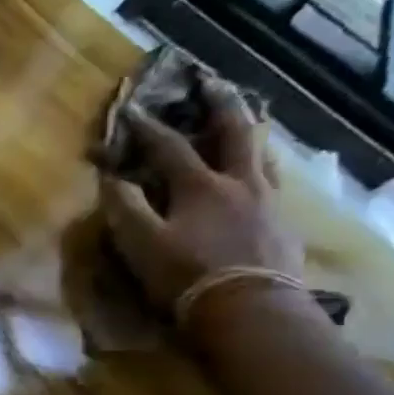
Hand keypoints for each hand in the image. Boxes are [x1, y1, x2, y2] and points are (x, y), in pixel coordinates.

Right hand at [99, 79, 302, 310]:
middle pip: (236, 133)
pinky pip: (275, 185)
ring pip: (263, 156)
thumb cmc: (187, 276)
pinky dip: (265, 170)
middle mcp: (240, 183)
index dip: (148, 128)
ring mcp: (269, 203)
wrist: (250, 310)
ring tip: (247, 123)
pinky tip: (263, 177)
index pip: (169, 147)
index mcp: (201, 186)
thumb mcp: (141, 244)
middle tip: (214, 84)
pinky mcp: (283, 227)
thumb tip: (110, 178)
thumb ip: (124, 208)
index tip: (132, 109)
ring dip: (251, 135)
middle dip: (222, 106)